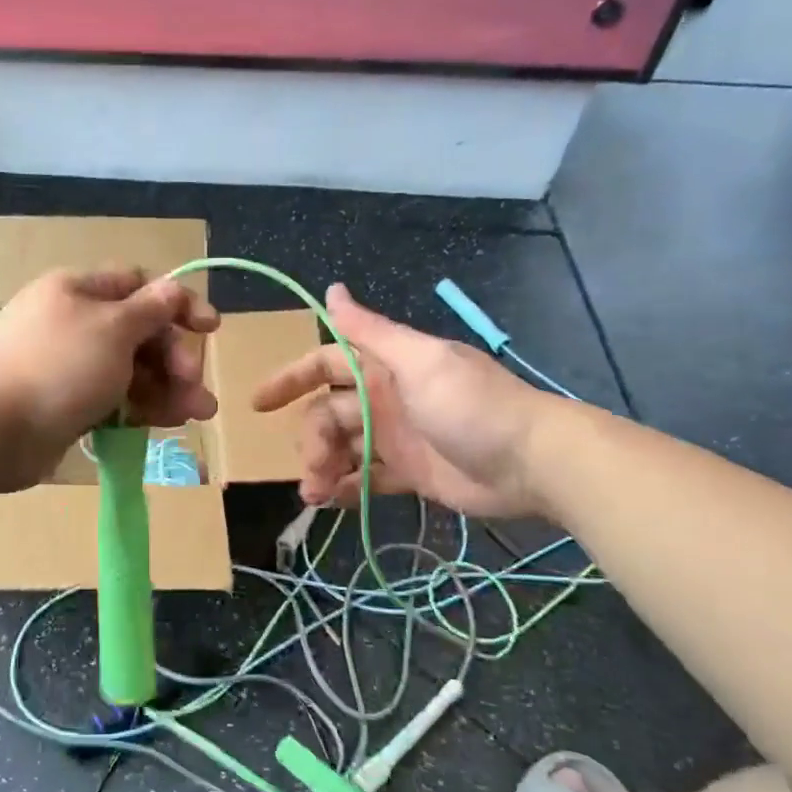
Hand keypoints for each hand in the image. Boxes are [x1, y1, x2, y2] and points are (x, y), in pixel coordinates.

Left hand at [0, 268, 219, 490]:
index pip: (139, 286)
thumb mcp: (112, 329)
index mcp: (80, 291)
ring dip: (168, 389)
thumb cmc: (55, 367)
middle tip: (195, 386)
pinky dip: (141, 409)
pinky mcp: (67, 406)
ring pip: (131, 371)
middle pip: (140, 333)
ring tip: (198, 414)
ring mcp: (69, 367)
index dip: (178, 304)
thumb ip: (150, 310)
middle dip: (175, 357)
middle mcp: (75, 324)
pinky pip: (114, 400)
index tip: (211, 329)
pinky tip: (165, 424)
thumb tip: (174, 289)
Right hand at [251, 284, 553, 517]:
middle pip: (328, 414)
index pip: (325, 365)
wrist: (533, 462)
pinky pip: (366, 478)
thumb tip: (330, 289)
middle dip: (311, 440)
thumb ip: (370, 331)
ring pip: (342, 448)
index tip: (258, 403)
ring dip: (323, 468)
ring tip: (315, 494)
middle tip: (311, 469)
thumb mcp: (420, 361)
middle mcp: (385, 398)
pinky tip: (331, 502)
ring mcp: (396, 438)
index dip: (290, 379)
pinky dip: (346, 489)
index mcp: (385, 367)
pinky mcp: (410, 473)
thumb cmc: (472, 406)